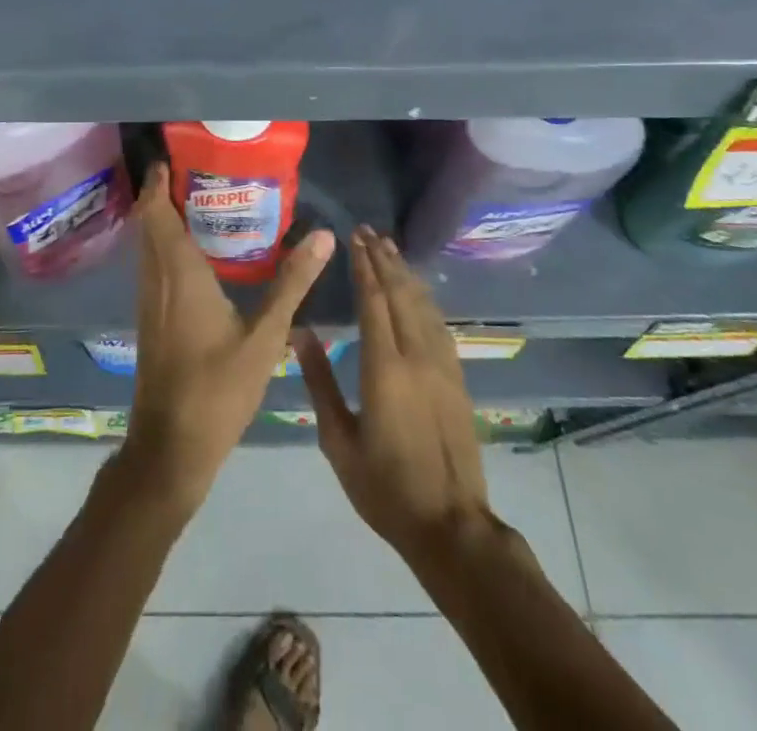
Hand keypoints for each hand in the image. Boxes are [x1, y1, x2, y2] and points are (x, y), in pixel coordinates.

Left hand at [123, 163, 334, 514]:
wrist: (171, 447)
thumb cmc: (217, 389)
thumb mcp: (265, 337)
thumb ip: (292, 284)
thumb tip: (324, 235)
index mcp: (179, 274)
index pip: (157, 213)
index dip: (157, 181)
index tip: (173, 155)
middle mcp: (156, 279)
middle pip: (148, 223)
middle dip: (162, 192)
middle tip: (196, 170)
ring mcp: (148, 301)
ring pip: (147, 245)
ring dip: (162, 218)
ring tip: (196, 200)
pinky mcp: (149, 319)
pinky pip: (151, 265)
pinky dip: (164, 244)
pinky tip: (193, 253)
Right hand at [296, 226, 490, 561]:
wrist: (451, 526)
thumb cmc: (384, 487)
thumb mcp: (338, 440)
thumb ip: (319, 381)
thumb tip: (299, 333)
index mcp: (385, 368)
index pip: (374, 301)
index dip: (364, 266)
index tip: (354, 238)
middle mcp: (417, 356)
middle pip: (401, 294)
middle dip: (384, 259)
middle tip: (369, 231)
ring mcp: (443, 366)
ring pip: (423, 305)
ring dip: (406, 273)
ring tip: (390, 248)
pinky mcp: (457, 378)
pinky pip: (439, 324)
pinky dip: (424, 298)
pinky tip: (417, 290)